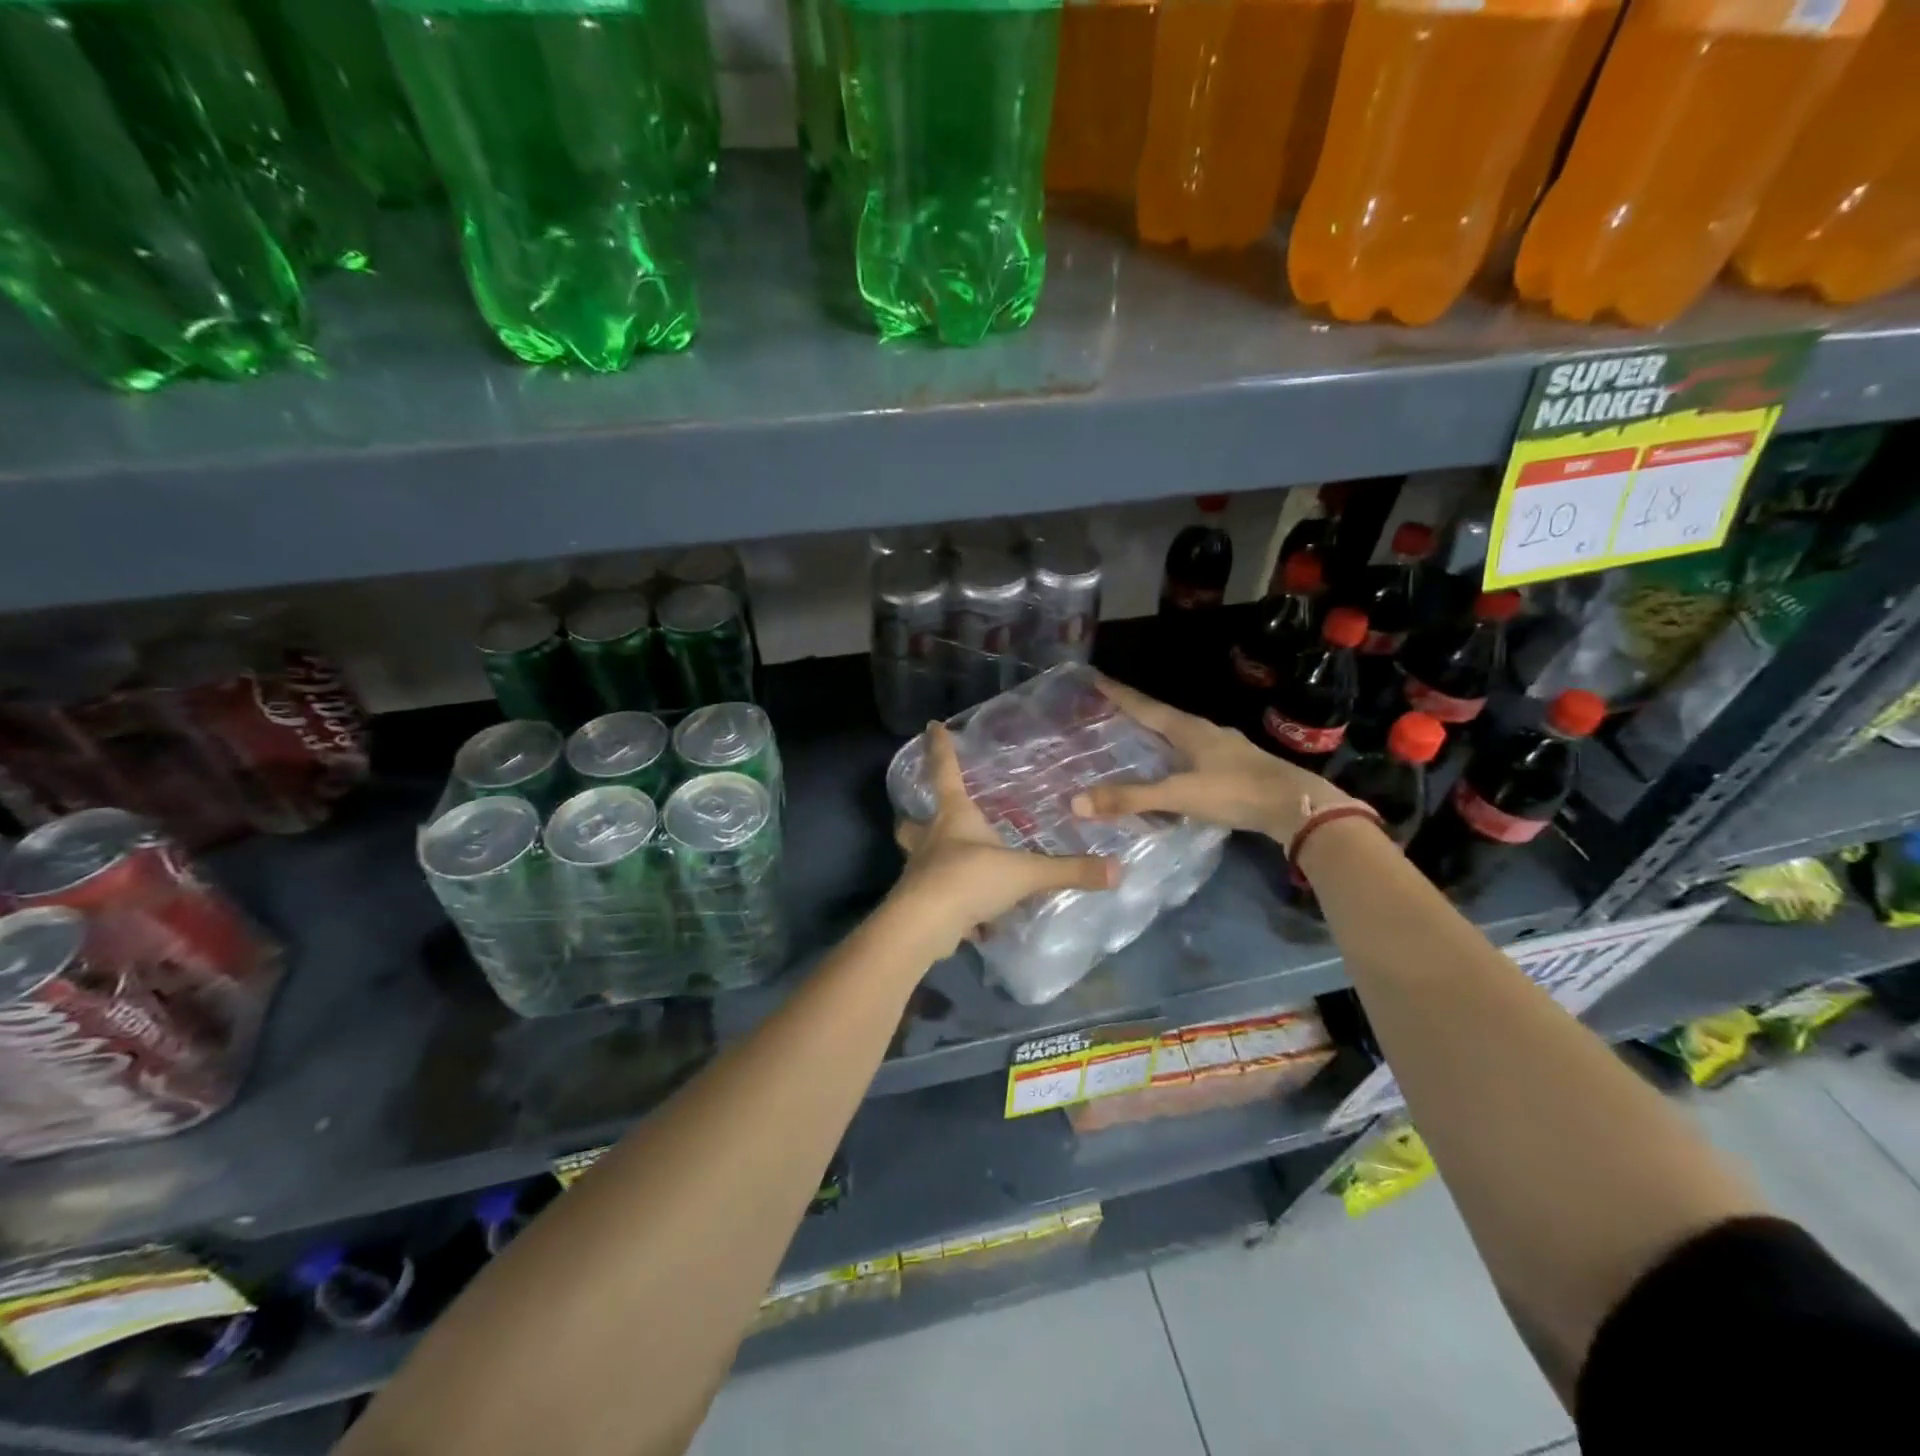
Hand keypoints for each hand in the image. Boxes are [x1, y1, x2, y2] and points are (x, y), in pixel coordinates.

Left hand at [893, 721, 1115, 950]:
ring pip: (920, 860)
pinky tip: (972, 920)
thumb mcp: (1025, 872)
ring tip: (956, 866)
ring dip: (933, 860)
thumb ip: (1069, 870)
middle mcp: (931, 839)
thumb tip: (1117, 869)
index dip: (941, 749)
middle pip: (913, 822)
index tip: (932, 726)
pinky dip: (951, 905)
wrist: (924, 925)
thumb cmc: (969, 879)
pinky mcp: (921, 903)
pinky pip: (937, 899)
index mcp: (953, 817)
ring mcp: (921, 872)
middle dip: (917, 818)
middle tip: (927, 818)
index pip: (945, 772)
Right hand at [1070, 675, 1356, 844]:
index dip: (1117, 694)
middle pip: (1160, 715)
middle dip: (1132, 710)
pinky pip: (1191, 752)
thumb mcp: (1178, 795)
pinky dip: (1171, 754)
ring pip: (1178, 734)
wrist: (1296, 807)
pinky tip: (1169, 767)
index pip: (1143, 705)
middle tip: (1105, 708)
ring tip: (1132, 736)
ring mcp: (1222, 747)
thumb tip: (1075, 802)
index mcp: (1188, 729)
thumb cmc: (1235, 792)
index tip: (1094, 678)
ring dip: (1154, 732)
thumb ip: (1130, 799)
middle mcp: (1204, 731)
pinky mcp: (1233, 765)